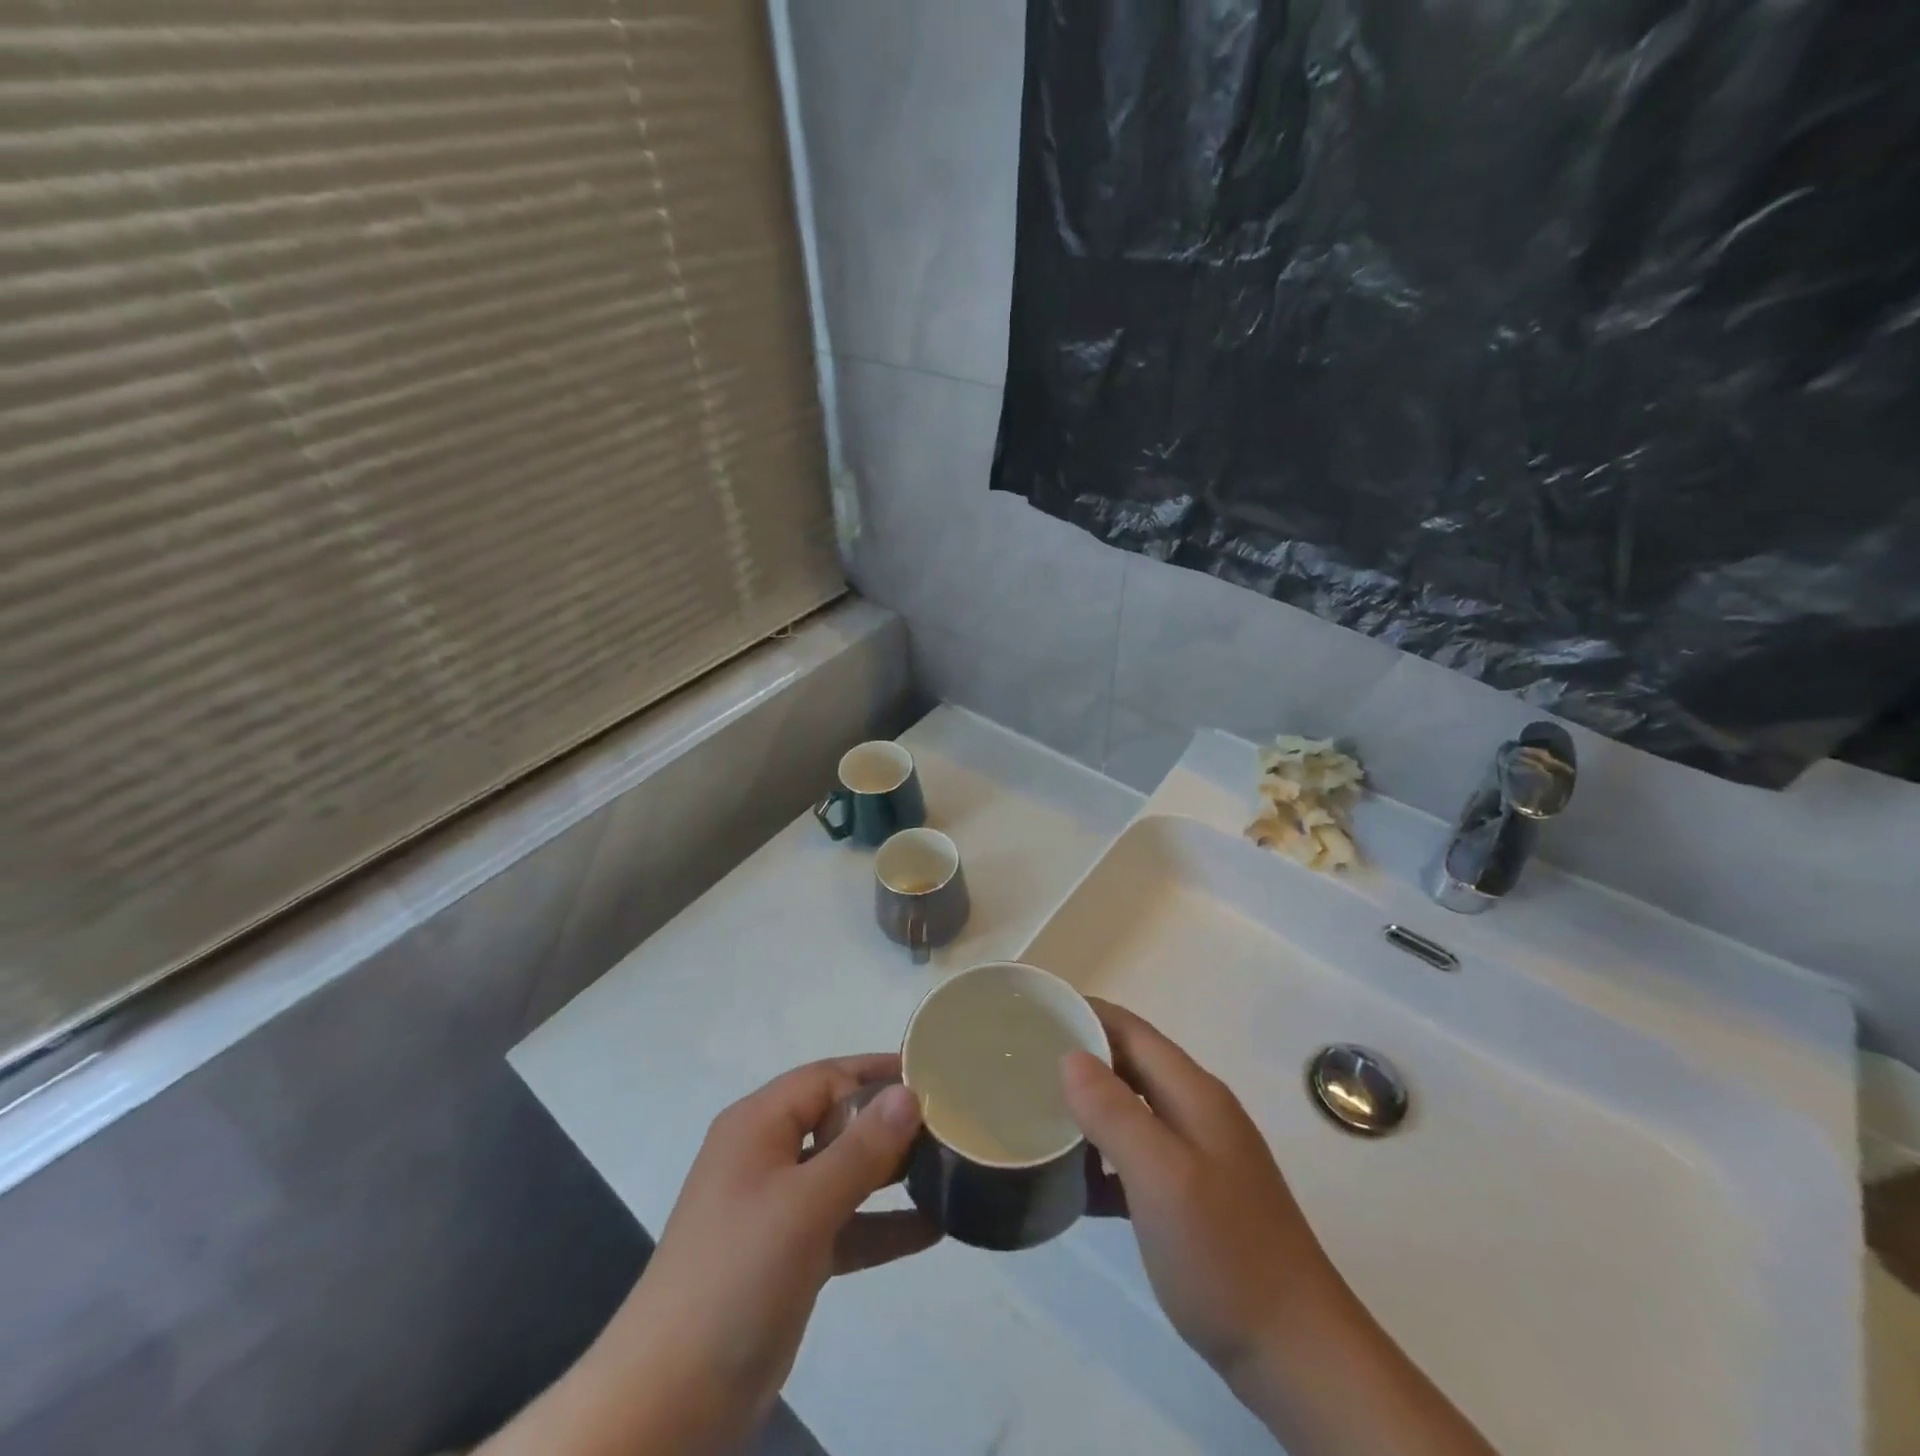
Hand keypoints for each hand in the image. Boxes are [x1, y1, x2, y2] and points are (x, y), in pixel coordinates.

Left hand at [485, 1055, 936, 1455]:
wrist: (669, 1401)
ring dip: (891, 1173)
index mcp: (758, 1125)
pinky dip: (881, 1224)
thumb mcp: (805, 1204)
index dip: (877, 1073)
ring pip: (844, 1173)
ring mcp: (776, 1208)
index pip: (827, 1077)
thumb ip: (861, 1148)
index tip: (934, 1077)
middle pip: (837, 1120)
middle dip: (890, 1121)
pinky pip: (845, 1225)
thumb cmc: (736, 1277)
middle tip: (951, 1123)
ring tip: (949, 1169)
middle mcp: (766, 1155)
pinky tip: (932, 1229)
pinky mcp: (789, 1257)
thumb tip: (910, 1093)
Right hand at [1062, 999, 1338, 1381]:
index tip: (1035, 1013)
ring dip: (1089, 1109)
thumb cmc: (1225, 1254)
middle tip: (1023, 1064)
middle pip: (1131, 1065)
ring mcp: (1199, 1158)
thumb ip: (1115, 1112)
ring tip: (1037, 1115)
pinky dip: (1104, 1160)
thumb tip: (1070, 1056)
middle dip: (1080, 1057)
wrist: (1297, 1355)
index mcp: (1194, 1094)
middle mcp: (1197, 1114)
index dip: (1085, 1014)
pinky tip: (1074, 1183)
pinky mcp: (1194, 1200)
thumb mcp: (1162, 1177)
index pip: (1131, 1030)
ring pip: (1132, 1112)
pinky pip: (1138, 1160)